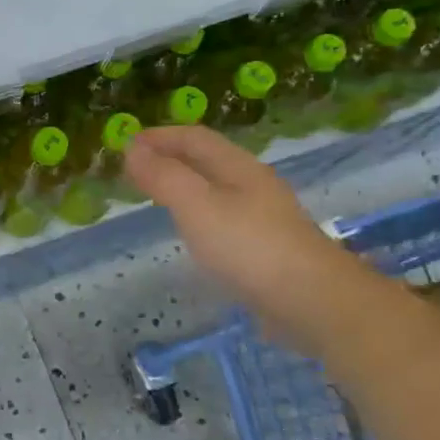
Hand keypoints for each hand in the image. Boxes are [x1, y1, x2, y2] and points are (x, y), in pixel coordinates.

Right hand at [125, 126, 365, 347]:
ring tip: (155, 196)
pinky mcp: (265, 248)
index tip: (125, 144)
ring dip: (183, 185)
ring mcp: (263, 217)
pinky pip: (223, 217)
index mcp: (238, 167)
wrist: (313, 302)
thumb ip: (164, 176)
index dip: (159, 136)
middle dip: (170, 157)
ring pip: (215, 188)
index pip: (195, 137)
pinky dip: (197, 213)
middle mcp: (253, 185)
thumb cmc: (249, 247)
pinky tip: (191, 233)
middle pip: (207, 160)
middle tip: (134, 170)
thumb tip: (133, 148)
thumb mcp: (197, 205)